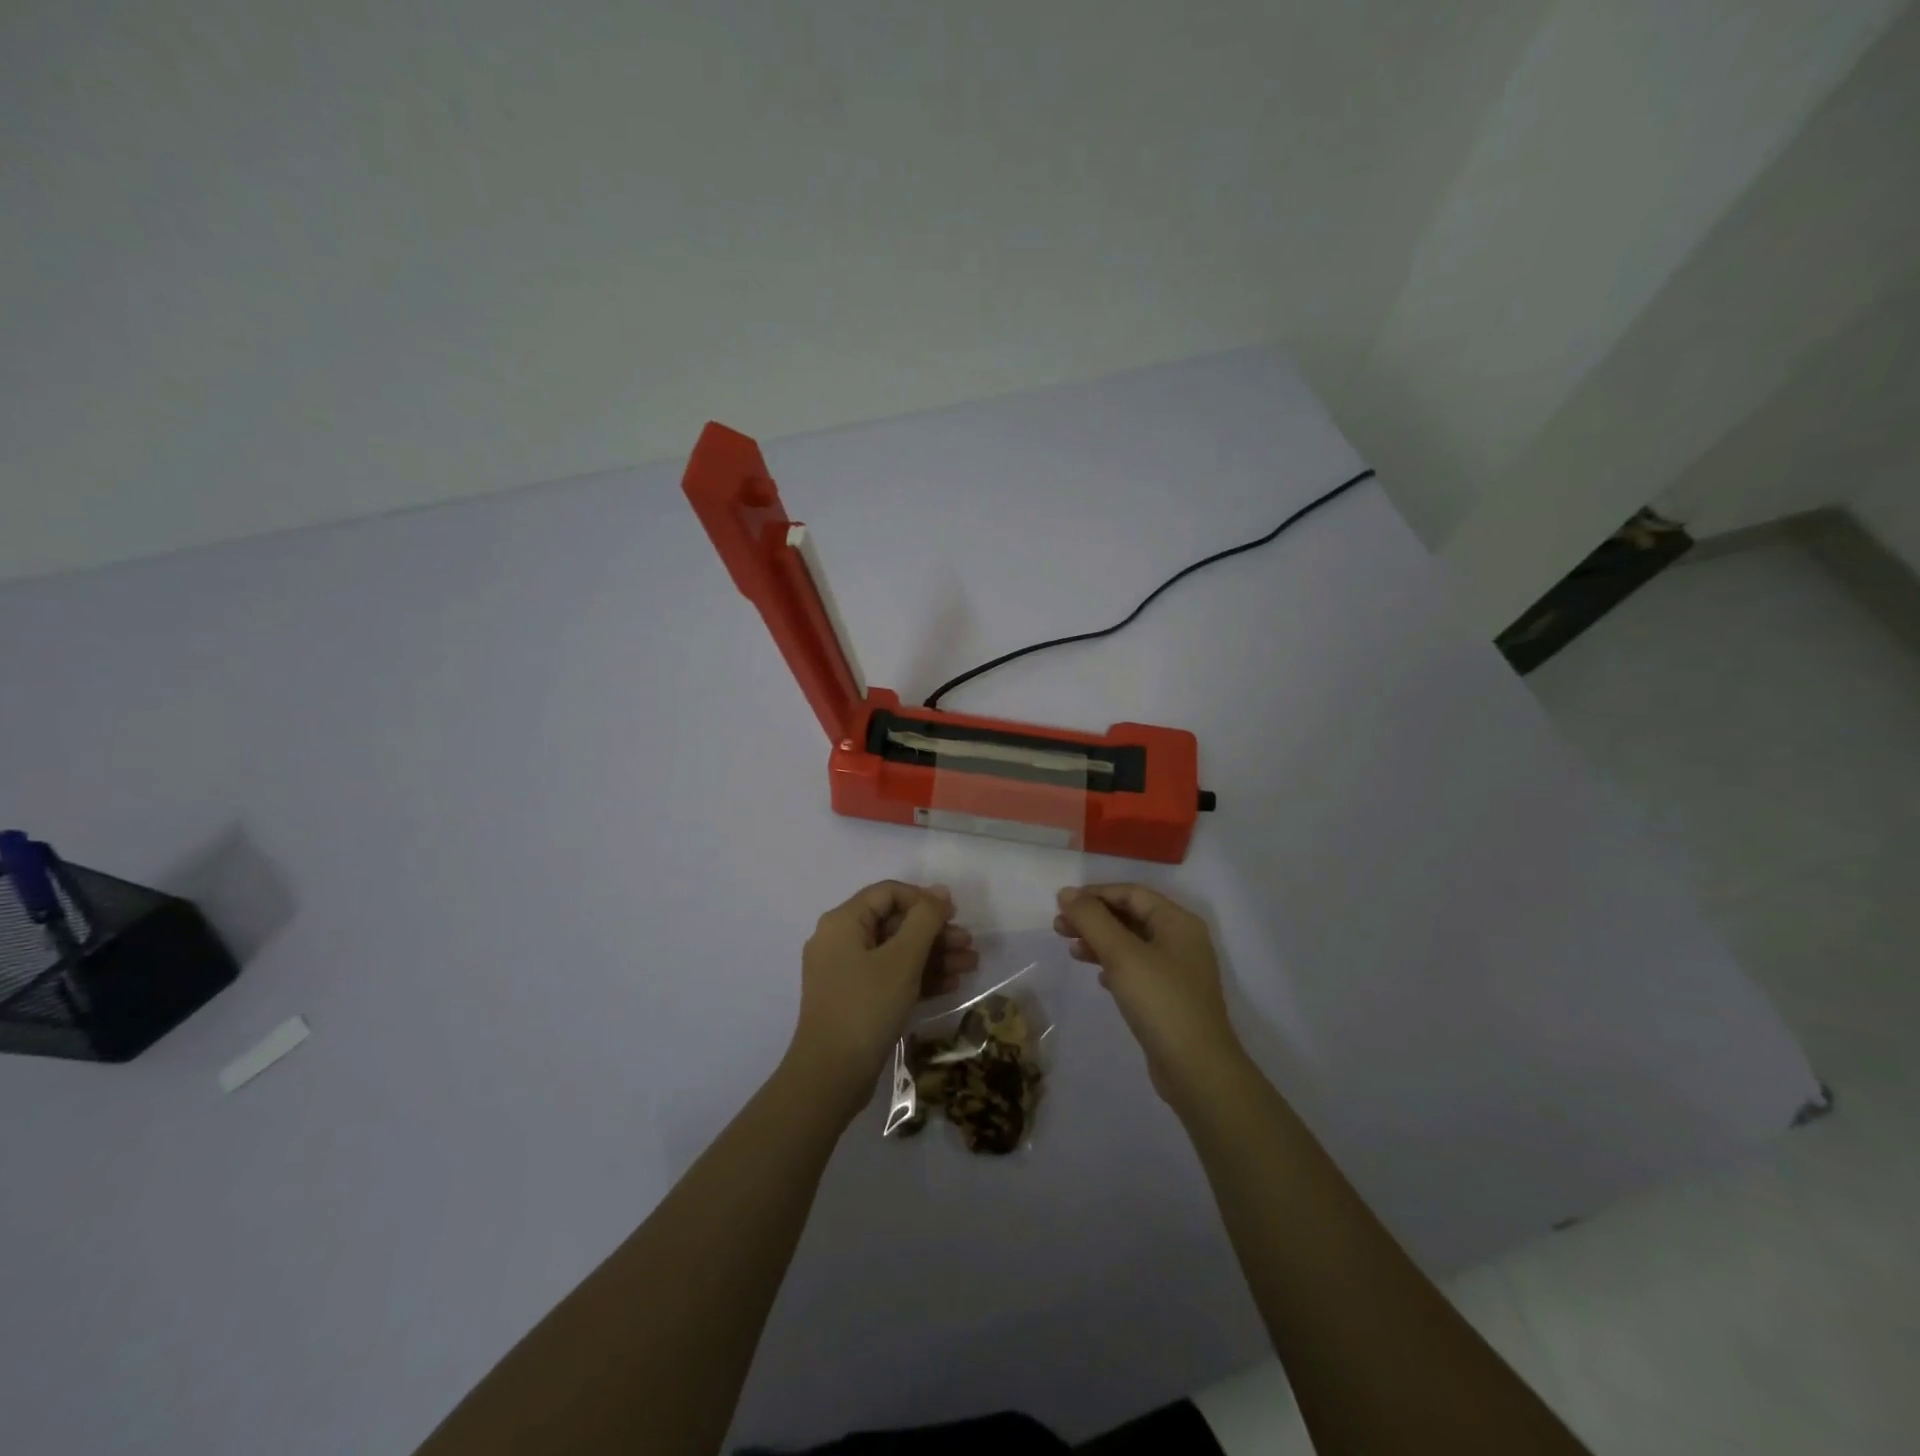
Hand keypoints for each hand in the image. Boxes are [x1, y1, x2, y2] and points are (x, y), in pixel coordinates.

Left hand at [787, 881, 976, 1118]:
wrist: (831, 1076)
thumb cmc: (866, 1006)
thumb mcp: (902, 959)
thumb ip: (924, 920)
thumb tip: (939, 892)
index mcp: (843, 922)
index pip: (887, 893)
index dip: (923, 899)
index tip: (954, 915)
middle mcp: (840, 941)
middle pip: (894, 923)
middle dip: (934, 932)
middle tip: (968, 944)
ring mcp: (845, 972)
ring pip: (896, 952)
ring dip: (933, 955)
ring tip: (970, 965)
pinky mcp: (854, 1000)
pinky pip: (890, 976)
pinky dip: (918, 977)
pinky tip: (951, 984)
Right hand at [1054, 884, 1247, 1108]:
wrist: (1197, 1069)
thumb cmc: (1160, 1001)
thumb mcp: (1121, 954)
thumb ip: (1092, 919)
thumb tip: (1066, 892)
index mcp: (1178, 921)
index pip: (1131, 893)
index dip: (1095, 894)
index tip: (1062, 904)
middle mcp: (1182, 940)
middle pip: (1131, 916)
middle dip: (1094, 919)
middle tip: (1059, 927)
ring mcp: (1178, 971)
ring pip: (1132, 944)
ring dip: (1100, 942)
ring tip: (1071, 950)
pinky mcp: (1171, 997)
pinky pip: (1137, 969)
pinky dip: (1114, 966)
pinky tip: (1098, 977)